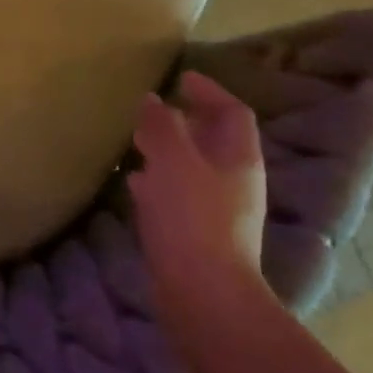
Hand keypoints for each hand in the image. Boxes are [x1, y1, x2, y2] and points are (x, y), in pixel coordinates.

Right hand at [128, 71, 267, 295]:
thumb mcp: (173, 161)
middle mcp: (233, 182)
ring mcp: (216, 211)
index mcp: (237, 159)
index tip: (181, 78)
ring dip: (169, 150)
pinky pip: (176, 195)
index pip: (232, 113)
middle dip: (186, 121)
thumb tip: (154, 100)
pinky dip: (157, 180)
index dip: (210, 91)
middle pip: (214, 140)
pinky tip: (134, 183)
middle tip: (154, 109)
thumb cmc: (192, 218)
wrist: (202, 294)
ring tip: (138, 141)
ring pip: (193, 168)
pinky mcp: (195, 234)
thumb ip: (162, 126)